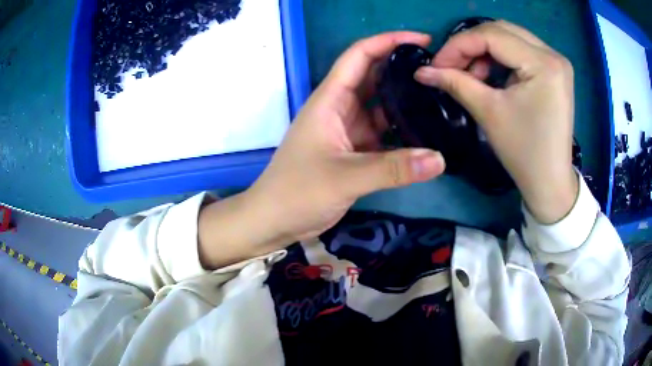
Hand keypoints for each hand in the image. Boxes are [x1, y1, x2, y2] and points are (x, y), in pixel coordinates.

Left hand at [199, 32, 445, 268]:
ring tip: (441, 99)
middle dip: (403, 69)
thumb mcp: (344, 177)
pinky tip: (426, 134)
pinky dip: (402, 133)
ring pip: (382, 107)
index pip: (360, 55)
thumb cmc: (297, 192)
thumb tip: (440, 159)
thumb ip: (392, 169)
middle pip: (375, 77)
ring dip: (406, 102)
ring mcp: (348, 130)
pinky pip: (384, 134)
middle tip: (440, 72)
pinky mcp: (355, 151)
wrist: (275, 220)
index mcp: (330, 100)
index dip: (389, 41)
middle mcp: (340, 108)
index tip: (423, 40)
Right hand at [415, 21, 577, 223]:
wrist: (550, 181)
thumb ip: (455, 83)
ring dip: (485, 51)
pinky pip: (520, 50)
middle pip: (501, 31)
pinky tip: (491, 76)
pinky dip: (500, 58)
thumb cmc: (524, 152)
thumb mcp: (488, 112)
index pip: (491, 35)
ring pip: (509, 37)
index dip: (458, 45)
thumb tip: (422, 71)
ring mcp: (556, 61)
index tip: (436, 64)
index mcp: (543, 64)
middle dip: (471, 45)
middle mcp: (552, 54)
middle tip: (452, 67)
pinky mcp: (554, 71)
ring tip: (473, 76)